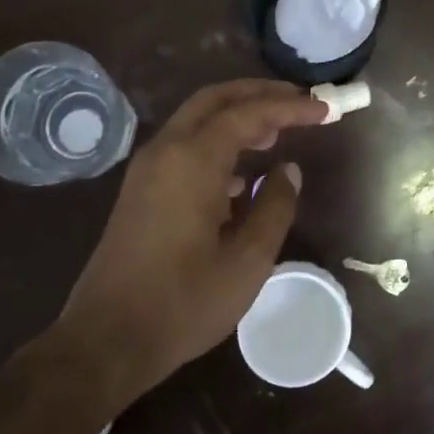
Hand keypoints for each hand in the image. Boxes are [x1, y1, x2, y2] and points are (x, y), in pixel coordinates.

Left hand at [56, 80, 326, 393]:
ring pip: (196, 121)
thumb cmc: (184, 303)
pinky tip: (241, 173)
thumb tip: (287, 170)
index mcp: (192, 161)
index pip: (248, 114)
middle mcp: (165, 151)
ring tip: (277, 132)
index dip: (290, 108)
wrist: (107, 339)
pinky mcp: (141, 190)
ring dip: (237, 117)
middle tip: (300, 101)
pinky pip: (184, 147)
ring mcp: (147, 169)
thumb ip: (274, 207)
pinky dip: (217, 143)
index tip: (326, 109)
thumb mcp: (247, 261)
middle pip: (215, 100)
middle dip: (259, 94)